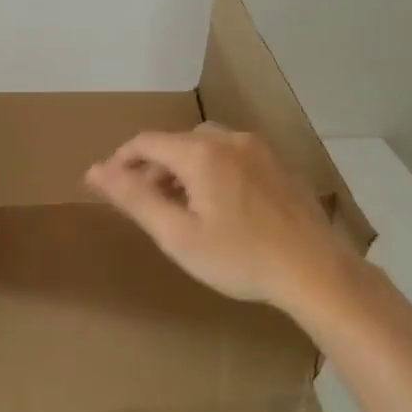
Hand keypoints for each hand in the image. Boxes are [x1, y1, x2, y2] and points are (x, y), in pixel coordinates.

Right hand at [85, 125, 358, 317]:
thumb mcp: (178, 235)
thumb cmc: (240, 258)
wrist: (316, 271)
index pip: (145, 142)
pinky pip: (232, 156)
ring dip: (183, 169)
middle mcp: (229, 139)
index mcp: (200, 153)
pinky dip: (212, 171)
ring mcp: (259, 150)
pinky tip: (220, 206)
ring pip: (206, 147)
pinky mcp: (279, 165)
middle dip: (152, 168)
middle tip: (144, 204)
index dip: (120, 161)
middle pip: (176, 143)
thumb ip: (135, 198)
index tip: (105, 186)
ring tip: (180, 207)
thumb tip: (94, 170)